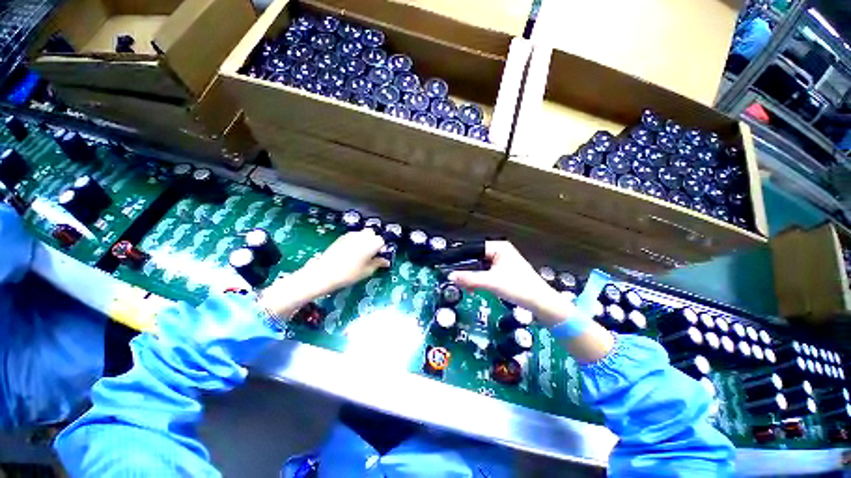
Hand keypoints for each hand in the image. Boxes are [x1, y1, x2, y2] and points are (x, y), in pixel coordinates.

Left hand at [258, 229, 387, 318]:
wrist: (324, 273)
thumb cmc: (349, 274)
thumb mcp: (367, 271)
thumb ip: (378, 263)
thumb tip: (386, 261)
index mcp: (371, 243)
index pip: (382, 241)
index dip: (381, 249)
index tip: (379, 257)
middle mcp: (362, 236)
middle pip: (372, 233)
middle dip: (373, 241)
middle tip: (371, 254)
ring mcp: (351, 235)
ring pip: (362, 233)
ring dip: (364, 240)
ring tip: (360, 253)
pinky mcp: (341, 237)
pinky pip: (353, 236)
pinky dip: (355, 241)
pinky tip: (350, 252)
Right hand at [448, 241, 570, 326]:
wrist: (541, 303)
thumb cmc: (518, 287)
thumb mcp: (491, 283)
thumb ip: (470, 278)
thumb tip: (450, 276)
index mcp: (498, 247)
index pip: (473, 248)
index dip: (460, 257)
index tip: (447, 265)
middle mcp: (500, 251)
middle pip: (476, 257)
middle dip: (465, 268)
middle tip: (454, 278)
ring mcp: (502, 261)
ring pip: (480, 266)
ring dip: (471, 276)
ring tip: (462, 285)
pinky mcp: (504, 271)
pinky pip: (486, 272)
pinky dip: (479, 279)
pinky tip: (472, 288)